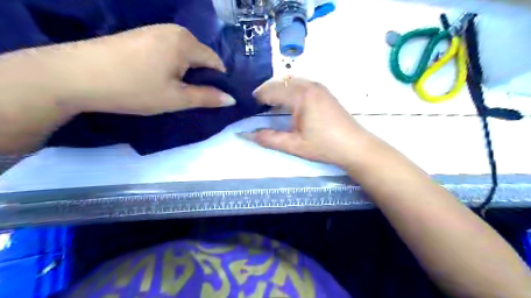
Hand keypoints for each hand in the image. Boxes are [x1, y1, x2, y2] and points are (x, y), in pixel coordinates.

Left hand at [53, 23, 236, 114]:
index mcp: (186, 42)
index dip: (219, 82)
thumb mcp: (177, 98)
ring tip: (173, 90)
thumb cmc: (135, 88)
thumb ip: (207, 98)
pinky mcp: (141, 35)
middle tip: (190, 98)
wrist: (76, 75)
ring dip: (186, 73)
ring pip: (184, 55)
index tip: (213, 99)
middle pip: (200, 57)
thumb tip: (231, 99)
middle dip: (201, 78)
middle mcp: (174, 30)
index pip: (216, 62)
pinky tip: (157, 79)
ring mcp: (155, 30)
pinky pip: (168, 52)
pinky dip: (171, 67)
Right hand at [245, 78, 372, 166]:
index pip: (271, 90)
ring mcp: (318, 86)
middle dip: (265, 92)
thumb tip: (244, 134)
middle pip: (279, 83)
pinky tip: (287, 104)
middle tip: (255, 108)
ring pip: (290, 81)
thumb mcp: (294, 145)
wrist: (355, 146)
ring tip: (268, 106)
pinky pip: (300, 84)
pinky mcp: (323, 91)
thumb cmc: (324, 146)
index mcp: (301, 95)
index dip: (256, 98)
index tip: (246, 108)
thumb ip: (268, 138)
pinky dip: (289, 91)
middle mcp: (309, 85)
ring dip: (277, 90)